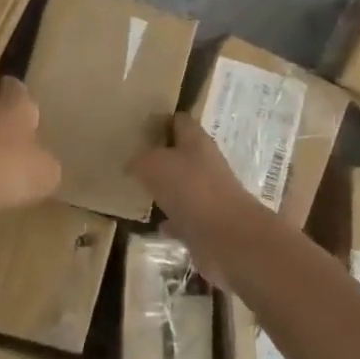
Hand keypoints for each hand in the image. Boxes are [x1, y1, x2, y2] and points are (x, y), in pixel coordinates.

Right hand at [130, 114, 263, 284]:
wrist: (228, 238)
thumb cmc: (191, 189)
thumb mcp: (154, 165)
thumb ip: (140, 161)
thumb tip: (132, 164)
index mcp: (196, 141)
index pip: (179, 120)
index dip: (160, 121)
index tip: (137, 128)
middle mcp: (205, 164)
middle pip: (180, 154)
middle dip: (159, 157)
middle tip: (131, 161)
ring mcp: (209, 195)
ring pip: (182, 186)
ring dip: (164, 189)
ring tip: (138, 191)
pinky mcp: (208, 224)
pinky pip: (184, 218)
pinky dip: (171, 221)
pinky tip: (154, 224)